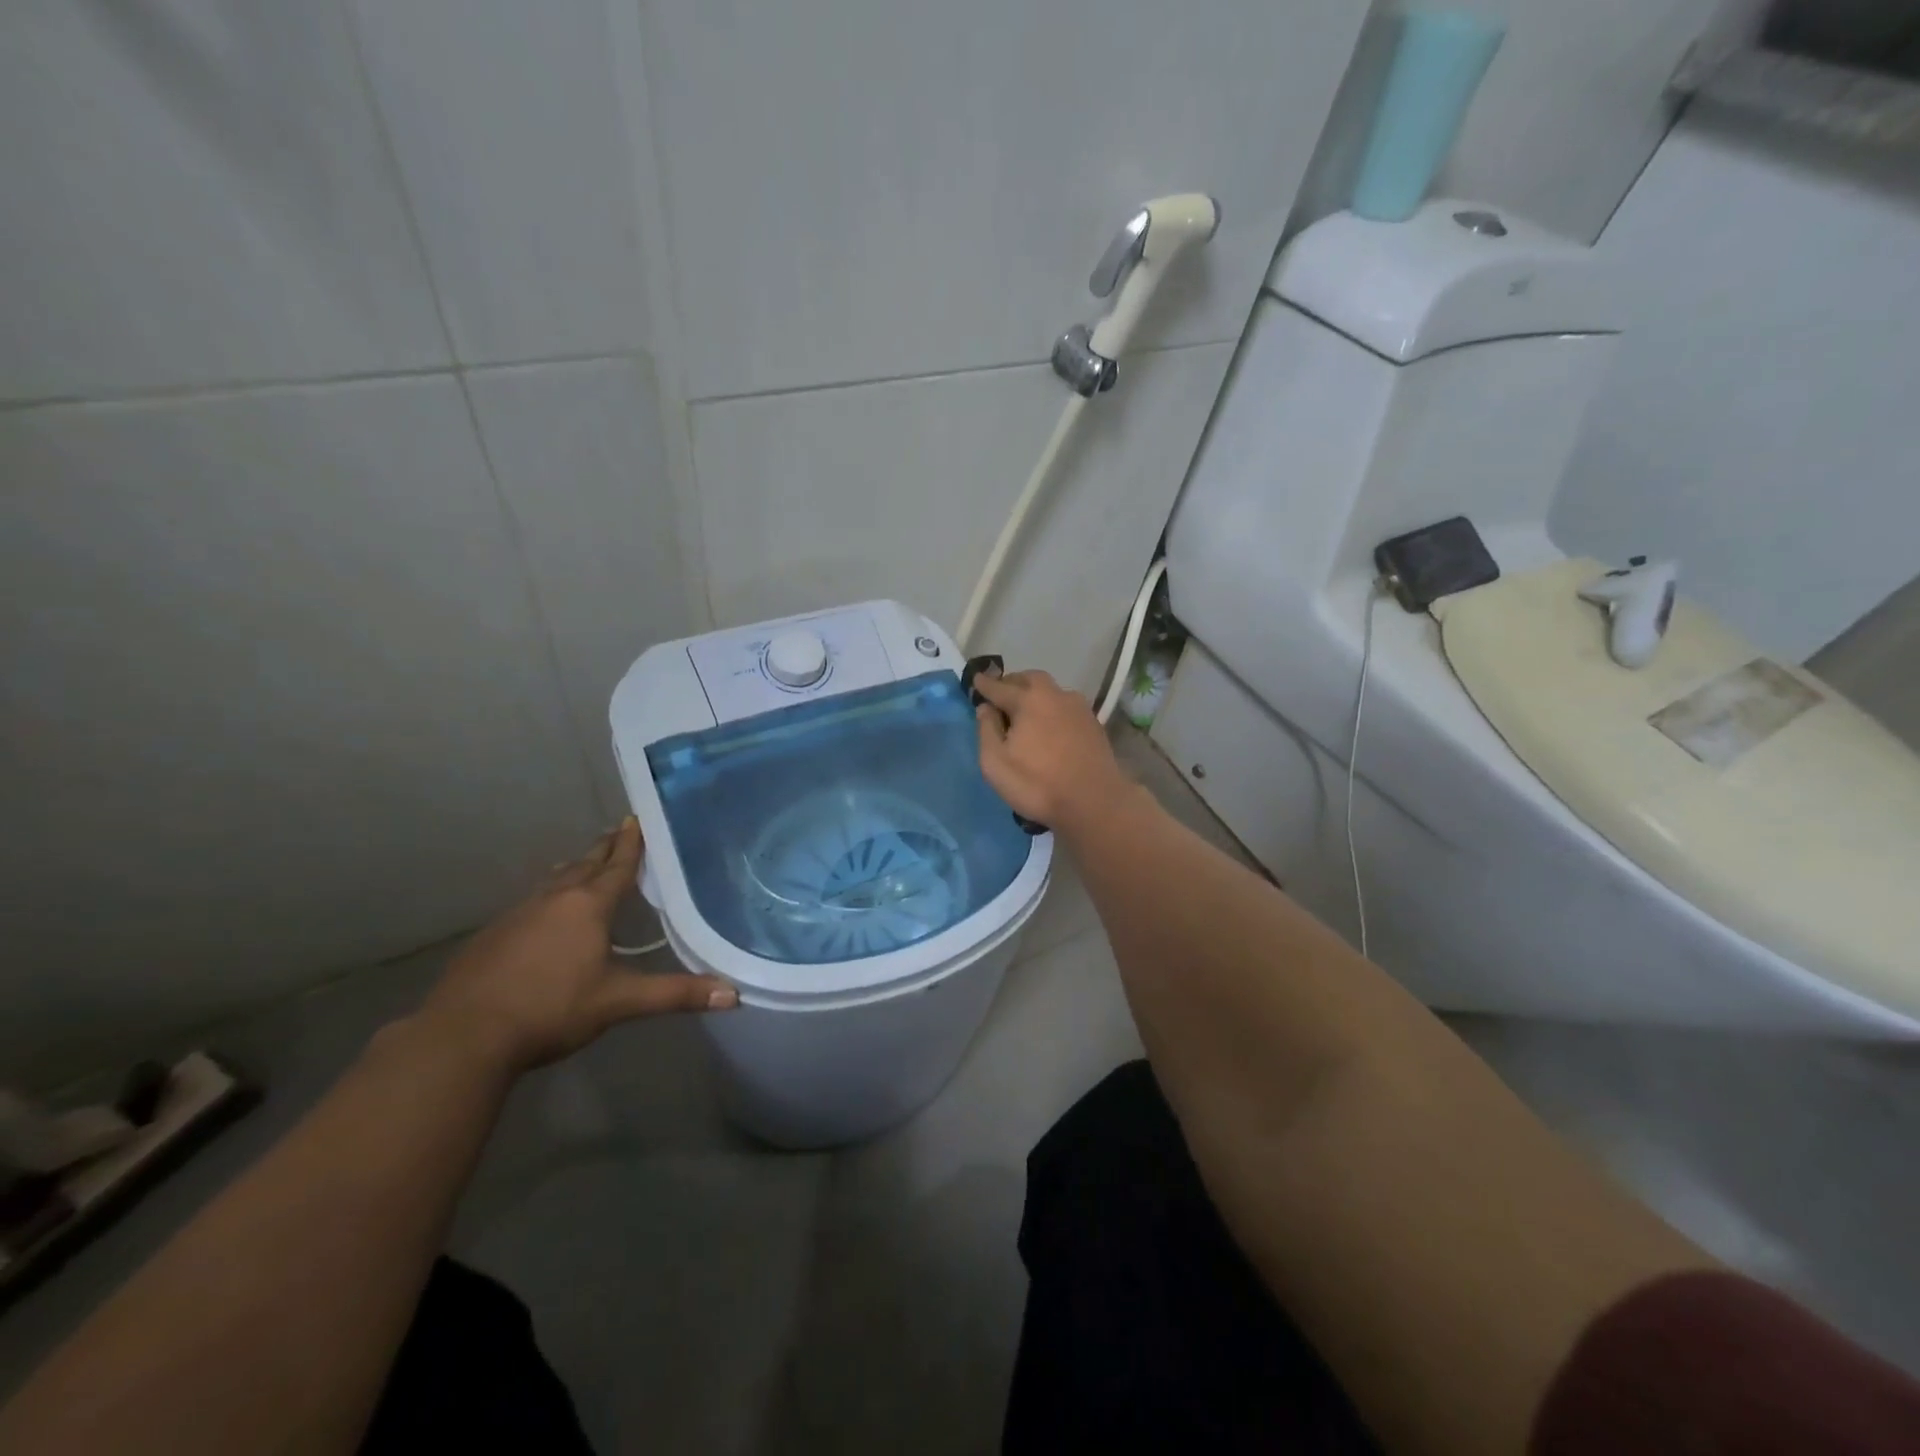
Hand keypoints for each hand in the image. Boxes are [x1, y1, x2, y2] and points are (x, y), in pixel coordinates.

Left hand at [419, 818, 736, 1075]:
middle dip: (604, 848)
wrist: (462, 1036)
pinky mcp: (493, 935)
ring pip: (554, 881)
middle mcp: (553, 899)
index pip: (617, 865)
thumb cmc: (550, 1009)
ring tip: (584, 862)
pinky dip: (548, 896)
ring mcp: (517, 914)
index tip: (636, 817)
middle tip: (618, 830)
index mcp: (588, 906)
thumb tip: (734, 995)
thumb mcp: (619, 1001)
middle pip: (584, 864)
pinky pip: (531, 902)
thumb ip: (675, 994)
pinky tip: (545, 912)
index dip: (631, 842)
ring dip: (574, 869)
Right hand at [973, 669, 1135, 833]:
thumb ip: (986, 730)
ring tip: (1024, 712)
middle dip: (1012, 683)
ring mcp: (1078, 707)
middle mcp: (1055, 695)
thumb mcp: (995, 763)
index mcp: (1028, 700)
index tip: (976, 679)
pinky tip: (1048, 725)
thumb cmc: (1037, 784)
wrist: (1094, 802)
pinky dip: (1051, 708)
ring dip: (1034, 694)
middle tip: (1001, 696)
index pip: (999, 686)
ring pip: (1050, 691)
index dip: (984, 684)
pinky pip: (1065, 706)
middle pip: (1029, 679)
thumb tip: (986, 708)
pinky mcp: (1093, 723)